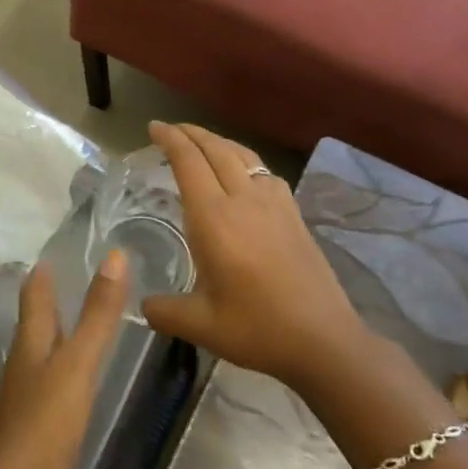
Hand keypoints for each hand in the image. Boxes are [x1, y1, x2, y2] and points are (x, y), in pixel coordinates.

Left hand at [0, 250, 127, 468]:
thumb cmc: (48, 417)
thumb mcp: (79, 360)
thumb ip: (99, 313)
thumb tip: (114, 256)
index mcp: (30, 340)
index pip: (34, 295)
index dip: (42, 273)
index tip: (53, 253)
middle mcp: (25, 359)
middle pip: (35, 321)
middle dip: (49, 299)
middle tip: (70, 278)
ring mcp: (29, 391)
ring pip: (43, 349)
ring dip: (57, 331)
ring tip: (78, 318)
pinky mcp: (38, 419)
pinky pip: (52, 378)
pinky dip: (64, 364)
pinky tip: (78, 372)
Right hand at [142, 122, 368, 391]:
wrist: (324, 340)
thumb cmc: (257, 329)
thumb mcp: (199, 325)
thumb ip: (163, 311)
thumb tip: (143, 305)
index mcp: (214, 219)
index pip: (188, 162)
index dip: (170, 139)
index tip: (153, 128)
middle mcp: (244, 200)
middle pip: (216, 149)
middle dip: (190, 133)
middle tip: (170, 130)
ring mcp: (275, 205)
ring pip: (244, 155)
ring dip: (218, 142)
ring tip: (203, 143)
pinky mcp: (295, 215)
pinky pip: (265, 173)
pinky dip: (245, 162)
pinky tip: (245, 176)